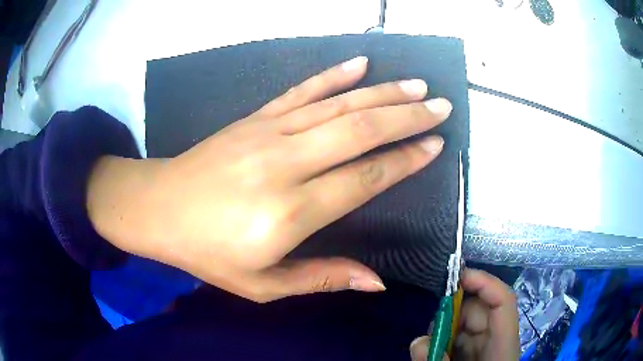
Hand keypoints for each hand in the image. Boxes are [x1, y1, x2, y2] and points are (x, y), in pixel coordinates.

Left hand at [87, 56, 451, 301]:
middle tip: (440, 106)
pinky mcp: (253, 117)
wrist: (157, 208)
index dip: (405, 161)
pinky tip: (359, 64)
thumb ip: (321, 279)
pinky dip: (333, 75)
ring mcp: (267, 132)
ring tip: (416, 85)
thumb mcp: (261, 285)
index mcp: (288, 213)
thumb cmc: (206, 253)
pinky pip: (301, 90)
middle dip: (407, 116)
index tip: (435, 146)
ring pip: (338, 105)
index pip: (365, 178)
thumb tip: (376, 282)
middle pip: (360, 131)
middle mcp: (284, 163)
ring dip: (383, 92)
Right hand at [410, 269, 519, 360]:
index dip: (484, 283)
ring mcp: (485, 348)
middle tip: (430, 327)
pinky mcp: (474, 354)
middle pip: (481, 311)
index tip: (455, 277)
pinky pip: (459, 338)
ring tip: (430, 345)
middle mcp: (497, 340)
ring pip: (467, 324)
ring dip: (445, 328)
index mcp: (503, 345)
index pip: (503, 302)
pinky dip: (444, 340)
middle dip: (453, 312)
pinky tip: (434, 351)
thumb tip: (419, 340)